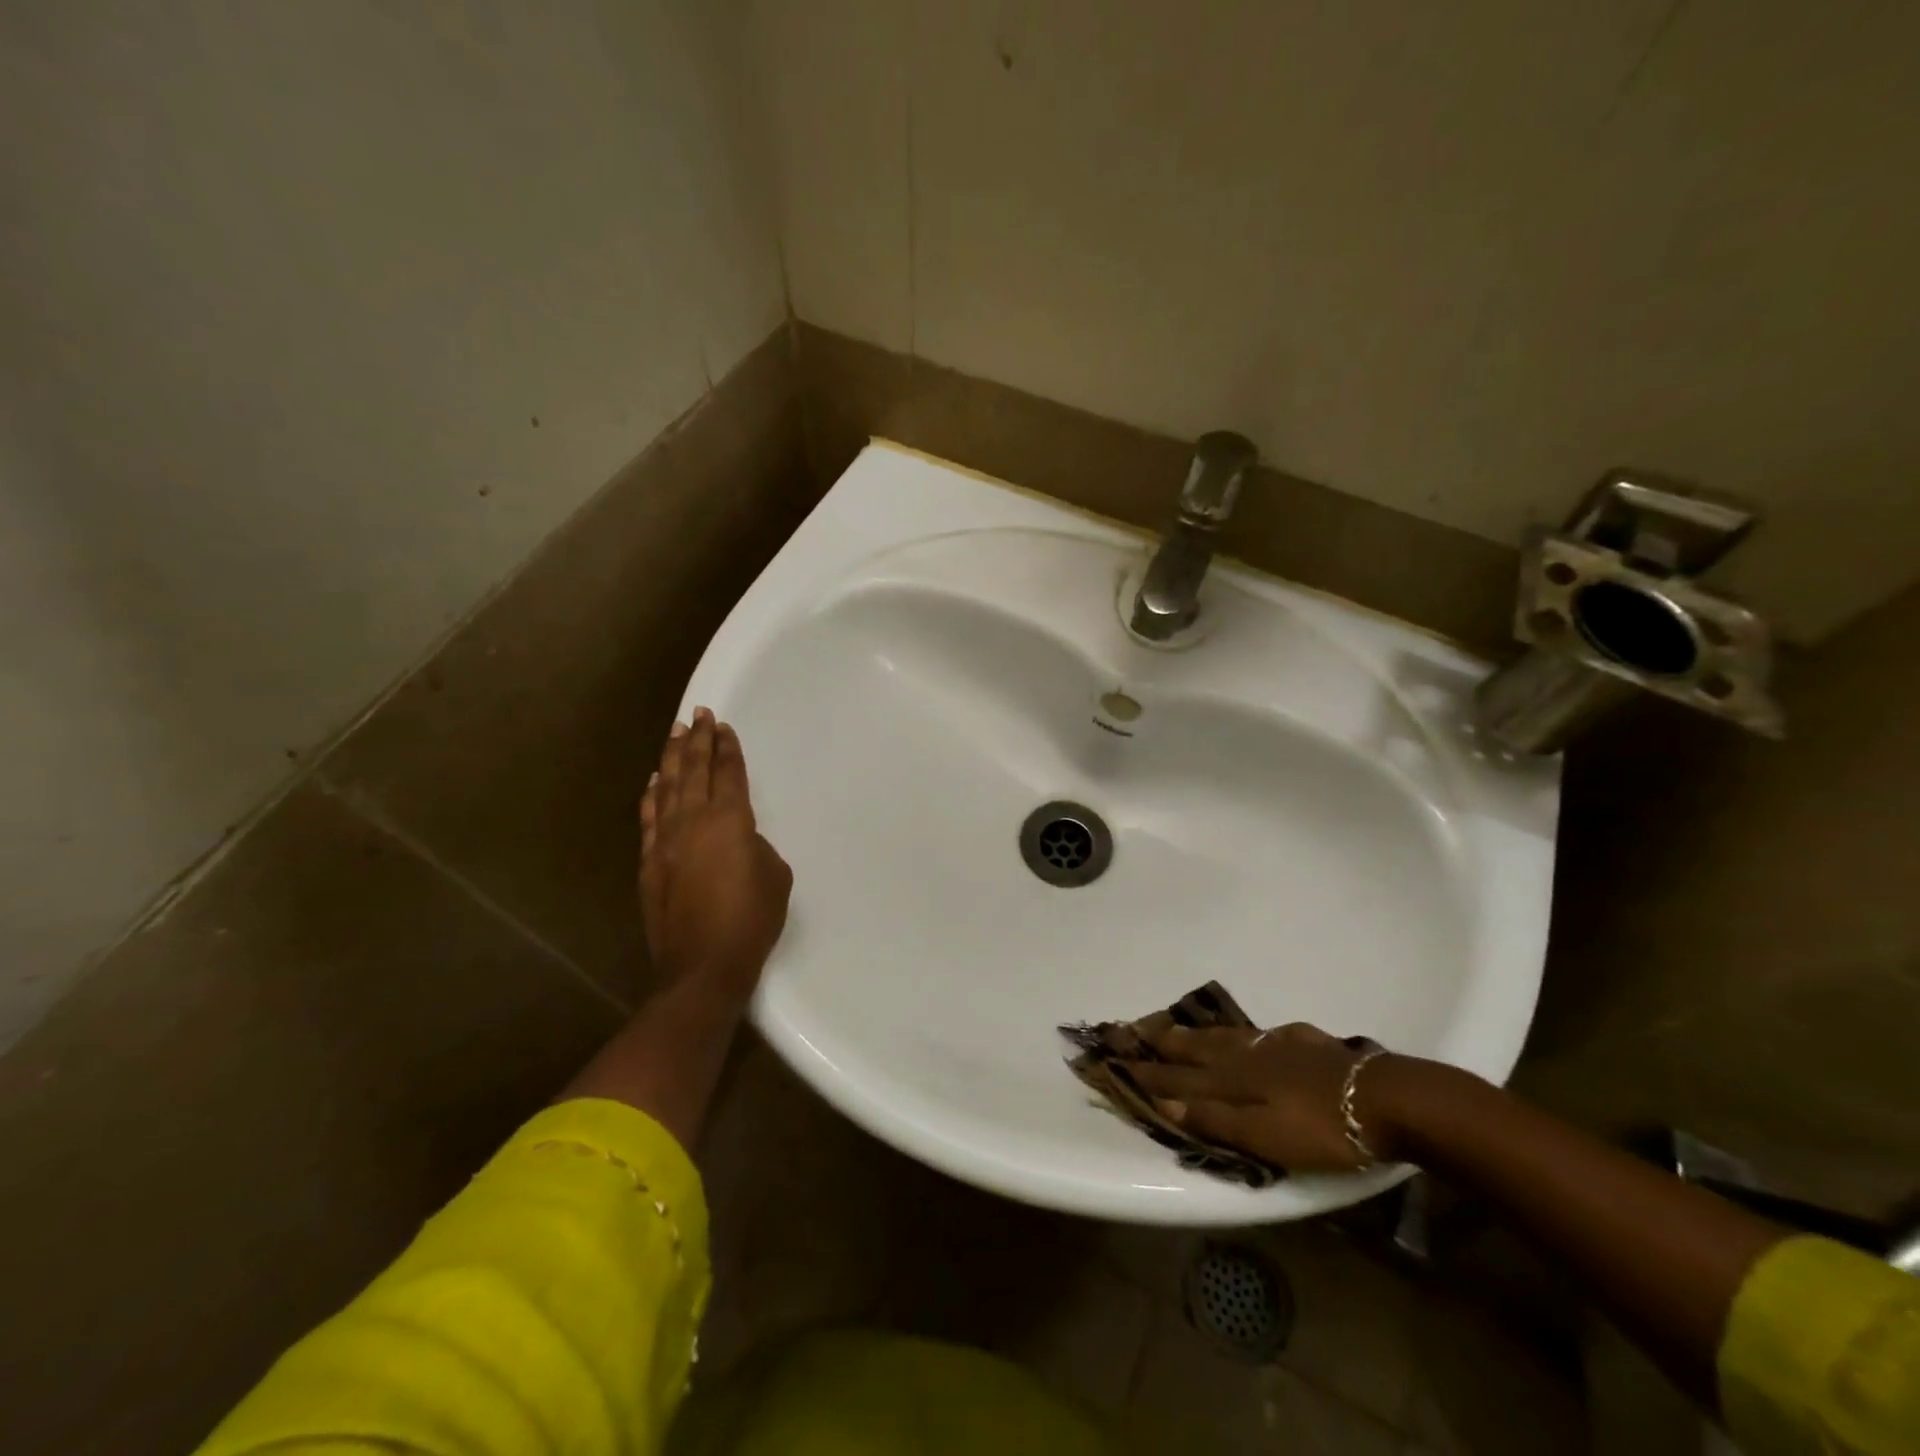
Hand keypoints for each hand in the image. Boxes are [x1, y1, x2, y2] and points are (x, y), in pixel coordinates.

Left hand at [639, 707, 791, 995]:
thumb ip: (756, 845)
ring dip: (672, 758)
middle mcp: (693, 822)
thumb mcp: (775, 875)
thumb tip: (739, 840)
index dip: (727, 748)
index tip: (723, 726)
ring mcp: (666, 841)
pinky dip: (651, 795)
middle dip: (698, 740)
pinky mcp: (650, 863)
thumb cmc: (751, 919)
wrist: (703, 966)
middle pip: (694, 770)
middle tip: (699, 714)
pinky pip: (649, 818)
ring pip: (667, 787)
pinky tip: (654, 780)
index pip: (728, 773)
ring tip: (676, 733)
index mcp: (730, 821)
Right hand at [1119, 1021, 1395, 1172]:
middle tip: (1136, 1029)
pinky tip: (1255, 1036)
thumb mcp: (1265, 1136)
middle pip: (1198, 1048)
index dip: (1150, 1073)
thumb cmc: (1322, 1128)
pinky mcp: (1307, 1044)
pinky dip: (1244, 1034)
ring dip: (1197, 1034)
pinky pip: (1262, 1035)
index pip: (1180, 1078)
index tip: (1117, 1062)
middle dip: (1166, 1042)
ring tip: (1178, 1027)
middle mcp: (1248, 1056)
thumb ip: (1215, 1119)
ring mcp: (1278, 1045)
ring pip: (1227, 1037)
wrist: (1385, 1098)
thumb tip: (1164, 1102)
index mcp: (1234, 1080)